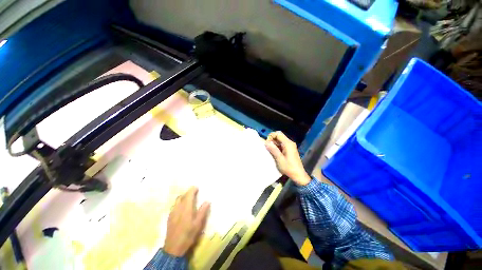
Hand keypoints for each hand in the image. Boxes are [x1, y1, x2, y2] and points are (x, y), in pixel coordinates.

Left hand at [164, 187, 209, 256]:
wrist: (173, 248)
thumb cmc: (188, 235)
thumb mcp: (198, 224)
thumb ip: (203, 211)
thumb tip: (207, 201)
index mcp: (186, 208)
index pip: (188, 194)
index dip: (192, 189)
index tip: (197, 187)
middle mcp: (178, 208)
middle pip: (181, 196)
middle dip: (188, 193)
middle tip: (194, 193)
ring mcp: (172, 213)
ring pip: (177, 201)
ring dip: (183, 197)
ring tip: (188, 200)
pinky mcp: (169, 218)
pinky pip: (174, 206)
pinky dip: (179, 203)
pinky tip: (182, 209)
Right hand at [265, 131, 310, 185]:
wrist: (298, 175)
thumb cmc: (289, 167)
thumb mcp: (279, 159)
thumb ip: (273, 150)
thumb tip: (266, 142)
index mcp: (288, 143)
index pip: (278, 134)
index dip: (271, 136)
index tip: (267, 143)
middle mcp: (290, 143)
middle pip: (279, 136)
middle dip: (272, 139)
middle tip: (268, 147)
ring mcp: (290, 146)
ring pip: (280, 140)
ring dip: (274, 143)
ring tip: (270, 150)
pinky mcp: (290, 149)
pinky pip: (282, 144)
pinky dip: (277, 146)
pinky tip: (275, 152)